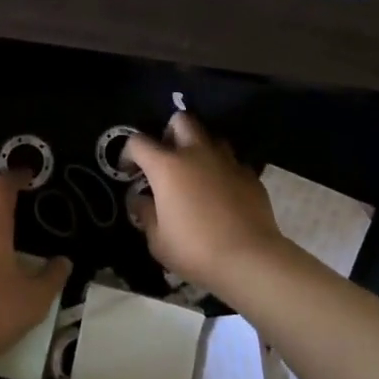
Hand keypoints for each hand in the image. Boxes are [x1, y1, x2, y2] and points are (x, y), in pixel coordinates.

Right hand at [125, 114, 286, 290]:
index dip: (128, 153)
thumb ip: (145, 213)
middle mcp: (196, 153)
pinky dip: (222, 170)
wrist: (249, 259)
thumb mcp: (157, 239)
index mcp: (167, 166)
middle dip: (170, 132)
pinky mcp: (250, 175)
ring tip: (196, 173)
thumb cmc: (195, 249)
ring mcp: (227, 161)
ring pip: (211, 137)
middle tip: (167, 158)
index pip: (138, 142)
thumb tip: (139, 199)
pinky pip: (232, 162)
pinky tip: (221, 192)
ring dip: (199, 149)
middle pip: (181, 120)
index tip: (129, 172)